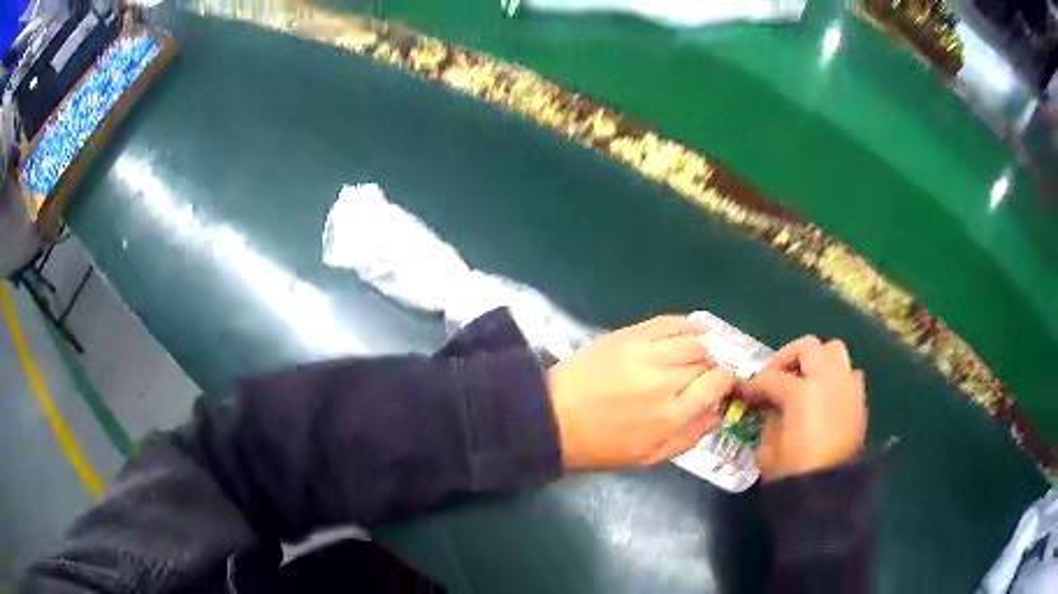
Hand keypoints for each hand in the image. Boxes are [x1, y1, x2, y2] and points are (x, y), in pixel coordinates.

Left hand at [547, 316, 735, 469]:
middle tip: (702, 375)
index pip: (717, 384)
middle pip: (706, 361)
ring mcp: (646, 354)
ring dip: (702, 347)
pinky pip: (668, 323)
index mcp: (672, 415)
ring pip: (693, 340)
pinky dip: (687, 324)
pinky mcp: (628, 336)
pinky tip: (695, 328)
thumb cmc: (600, 446)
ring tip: (698, 354)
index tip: (719, 385)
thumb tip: (717, 414)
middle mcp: (666, 380)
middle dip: (710, 368)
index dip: (724, 382)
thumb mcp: (649, 457)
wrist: (553, 418)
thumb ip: (689, 437)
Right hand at [736, 336, 866, 481]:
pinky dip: (836, 377)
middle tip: (776, 377)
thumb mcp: (768, 449)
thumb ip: (769, 418)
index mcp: (801, 393)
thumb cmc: (794, 474)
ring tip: (804, 380)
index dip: (753, 385)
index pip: (771, 378)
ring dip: (817, 360)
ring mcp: (846, 386)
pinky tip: (825, 397)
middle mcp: (827, 379)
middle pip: (807, 347)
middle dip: (788, 358)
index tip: (743, 391)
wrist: (830, 493)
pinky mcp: (859, 399)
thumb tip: (770, 405)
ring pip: (834, 350)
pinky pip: (850, 373)